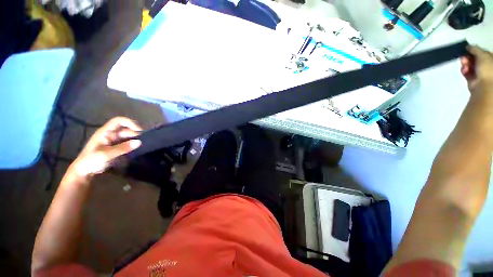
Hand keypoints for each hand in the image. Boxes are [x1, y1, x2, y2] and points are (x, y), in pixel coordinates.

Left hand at [69, 117, 142, 178]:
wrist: (83, 172)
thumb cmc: (91, 160)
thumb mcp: (106, 154)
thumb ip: (123, 148)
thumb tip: (139, 142)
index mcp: (106, 132)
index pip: (119, 121)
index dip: (130, 123)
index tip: (139, 131)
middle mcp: (110, 134)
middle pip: (126, 130)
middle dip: (135, 134)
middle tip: (144, 142)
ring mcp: (113, 141)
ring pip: (127, 137)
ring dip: (135, 140)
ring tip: (142, 146)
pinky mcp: (116, 148)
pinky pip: (127, 143)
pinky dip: (133, 145)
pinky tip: (137, 150)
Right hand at [461, 46, 492, 94]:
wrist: (485, 86)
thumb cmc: (488, 68)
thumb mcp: (482, 54)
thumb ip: (475, 49)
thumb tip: (468, 46)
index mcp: (491, 60)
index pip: (482, 53)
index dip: (474, 51)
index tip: (467, 50)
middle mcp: (487, 66)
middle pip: (475, 59)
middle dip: (468, 57)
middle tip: (463, 57)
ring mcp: (480, 74)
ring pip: (470, 66)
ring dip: (465, 63)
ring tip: (463, 63)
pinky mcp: (473, 80)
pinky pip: (467, 73)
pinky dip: (464, 71)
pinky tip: (464, 70)